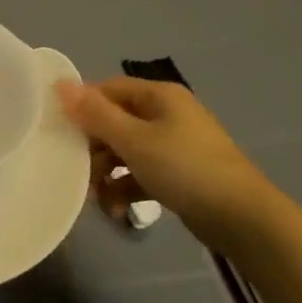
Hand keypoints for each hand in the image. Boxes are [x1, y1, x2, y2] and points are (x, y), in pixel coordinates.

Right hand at [56, 77, 298, 253]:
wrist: (242, 218)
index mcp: (158, 96)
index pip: (108, 90)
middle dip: (94, 149)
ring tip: (99, 200)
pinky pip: (141, 173)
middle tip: (78, 173)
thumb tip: (60, 84)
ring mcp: (174, 145)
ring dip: (107, 174)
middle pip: (114, 122)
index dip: (82, 107)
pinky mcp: (179, 174)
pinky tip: (118, 210)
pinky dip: (127, 188)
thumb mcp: (134, 140)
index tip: (59, 132)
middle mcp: (166, 114)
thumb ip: (95, 114)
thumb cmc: (184, 168)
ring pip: (126, 151)